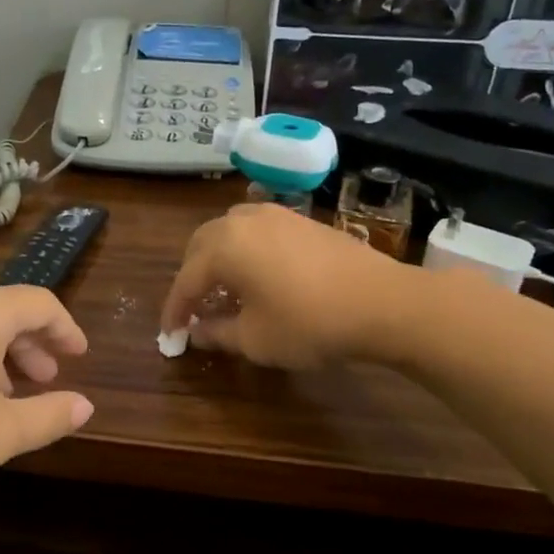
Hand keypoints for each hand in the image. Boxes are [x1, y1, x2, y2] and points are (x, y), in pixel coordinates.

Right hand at [161, 203, 413, 368]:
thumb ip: (217, 333)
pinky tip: (259, 275)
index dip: (175, 310)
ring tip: (225, 288)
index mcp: (224, 247)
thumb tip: (196, 332)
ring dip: (217, 258)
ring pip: (228, 230)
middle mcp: (243, 221)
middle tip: (194, 308)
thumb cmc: (310, 323)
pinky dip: (245, 249)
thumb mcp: (255, 339)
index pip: (186, 280)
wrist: (383, 302)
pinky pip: (256, 229)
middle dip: (192, 277)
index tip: (170, 335)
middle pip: (200, 245)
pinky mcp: (301, 220)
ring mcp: (275, 215)